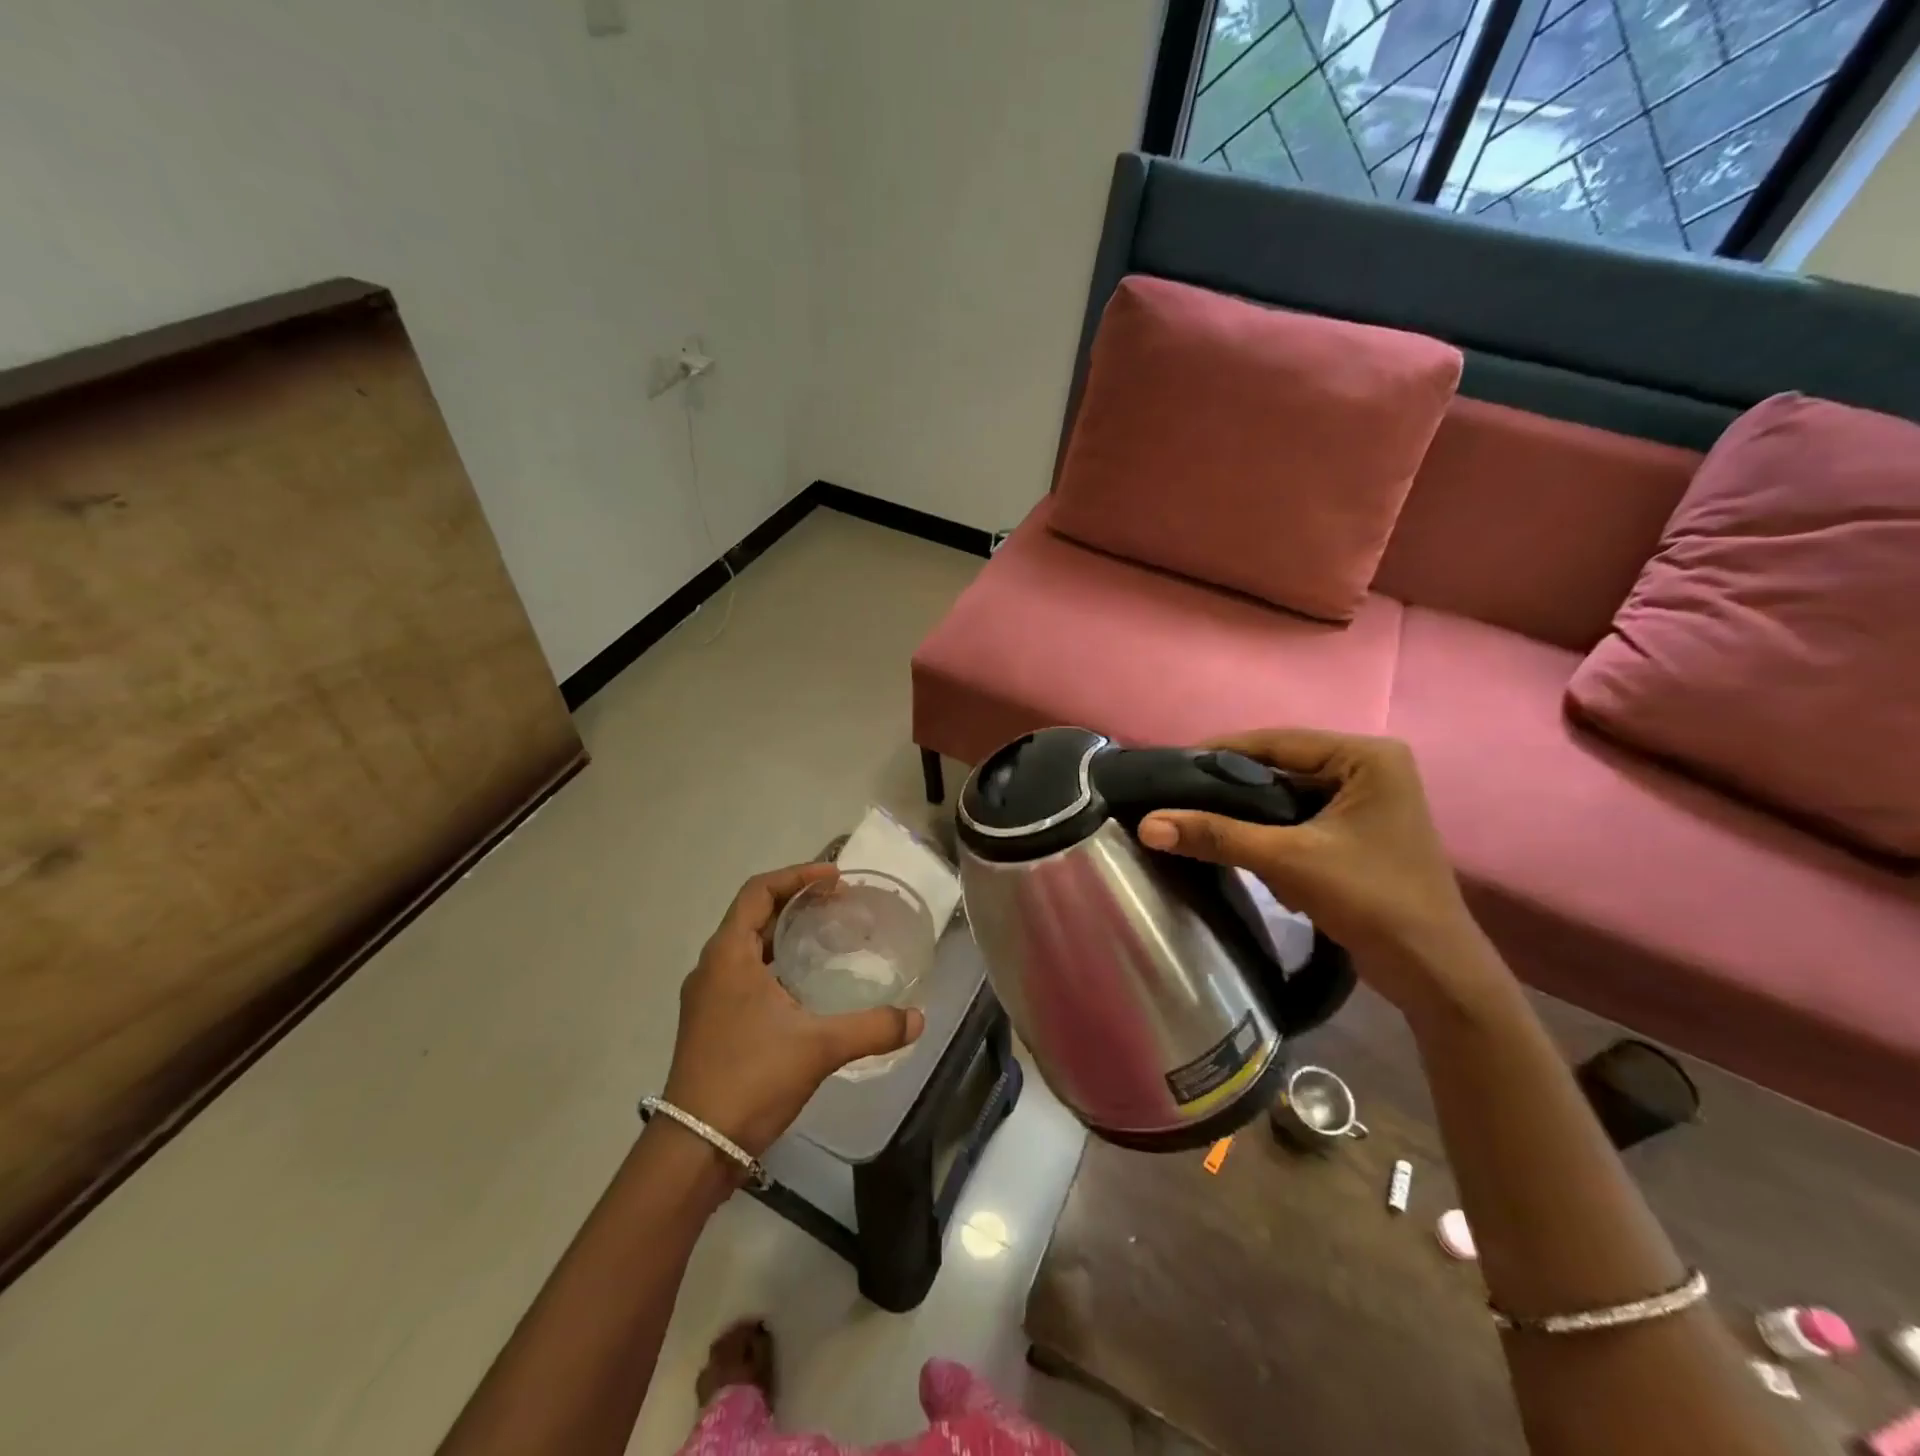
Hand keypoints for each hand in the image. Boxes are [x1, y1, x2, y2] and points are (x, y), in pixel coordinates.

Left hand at [662, 863, 924, 1158]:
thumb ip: (872, 1028)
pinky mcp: (711, 1024)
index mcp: (728, 955)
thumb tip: (917, 1019)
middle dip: (795, 901)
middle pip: (753, 915)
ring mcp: (708, 998)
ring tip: (826, 936)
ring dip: (784, 934)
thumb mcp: (818, 1047)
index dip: (796, 875)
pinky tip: (805, 986)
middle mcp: (712, 968)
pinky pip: (745, 974)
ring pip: (747, 947)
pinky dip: (776, 964)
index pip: (758, 892)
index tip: (834, 877)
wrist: (695, 1147)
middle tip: (838, 902)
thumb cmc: (751, 1078)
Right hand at [1137, 729, 1504, 1020]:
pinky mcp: (1357, 834)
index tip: (1169, 767)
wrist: (1434, 975)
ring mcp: (1365, 802)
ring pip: (1285, 797)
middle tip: (1176, 798)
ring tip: (1197, 823)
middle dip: (1231, 789)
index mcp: (1366, 756)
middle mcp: (1369, 769)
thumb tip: (1147, 825)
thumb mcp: (1287, 860)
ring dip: (1248, 815)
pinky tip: (1241, 852)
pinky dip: (1270, 835)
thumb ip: (1216, 836)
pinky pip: (1298, 820)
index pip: (1276, 741)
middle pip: (1280, 768)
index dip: (1219, 753)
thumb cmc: (1372, 900)